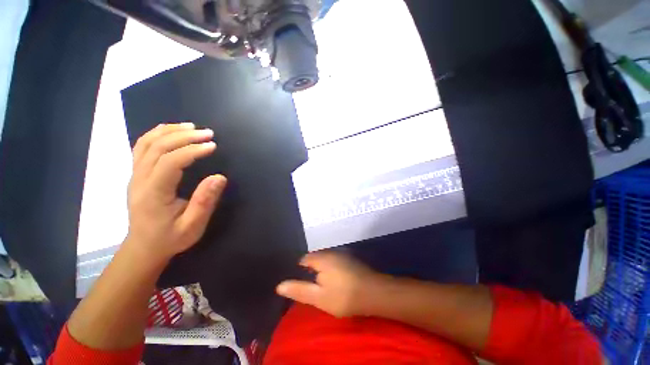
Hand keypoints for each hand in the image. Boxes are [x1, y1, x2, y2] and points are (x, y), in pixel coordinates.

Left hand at [125, 123, 226, 263]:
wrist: (144, 247)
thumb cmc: (171, 238)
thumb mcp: (193, 226)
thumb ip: (205, 202)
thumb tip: (219, 177)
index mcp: (153, 193)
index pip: (170, 162)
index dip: (192, 150)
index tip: (213, 146)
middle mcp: (139, 179)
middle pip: (157, 147)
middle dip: (184, 136)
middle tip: (208, 133)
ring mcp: (134, 175)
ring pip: (146, 143)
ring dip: (169, 131)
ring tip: (191, 126)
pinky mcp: (136, 174)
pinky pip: (142, 147)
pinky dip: (156, 134)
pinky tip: (170, 131)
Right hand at [276, 252, 386, 317]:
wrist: (374, 293)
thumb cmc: (344, 296)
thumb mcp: (318, 297)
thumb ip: (299, 290)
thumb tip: (279, 285)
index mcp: (321, 258)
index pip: (303, 260)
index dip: (298, 271)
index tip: (298, 283)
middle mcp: (331, 252)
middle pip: (315, 259)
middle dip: (310, 270)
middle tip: (309, 286)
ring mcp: (342, 255)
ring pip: (325, 261)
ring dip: (321, 270)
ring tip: (320, 285)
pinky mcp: (350, 260)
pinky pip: (334, 262)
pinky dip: (331, 270)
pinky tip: (334, 281)